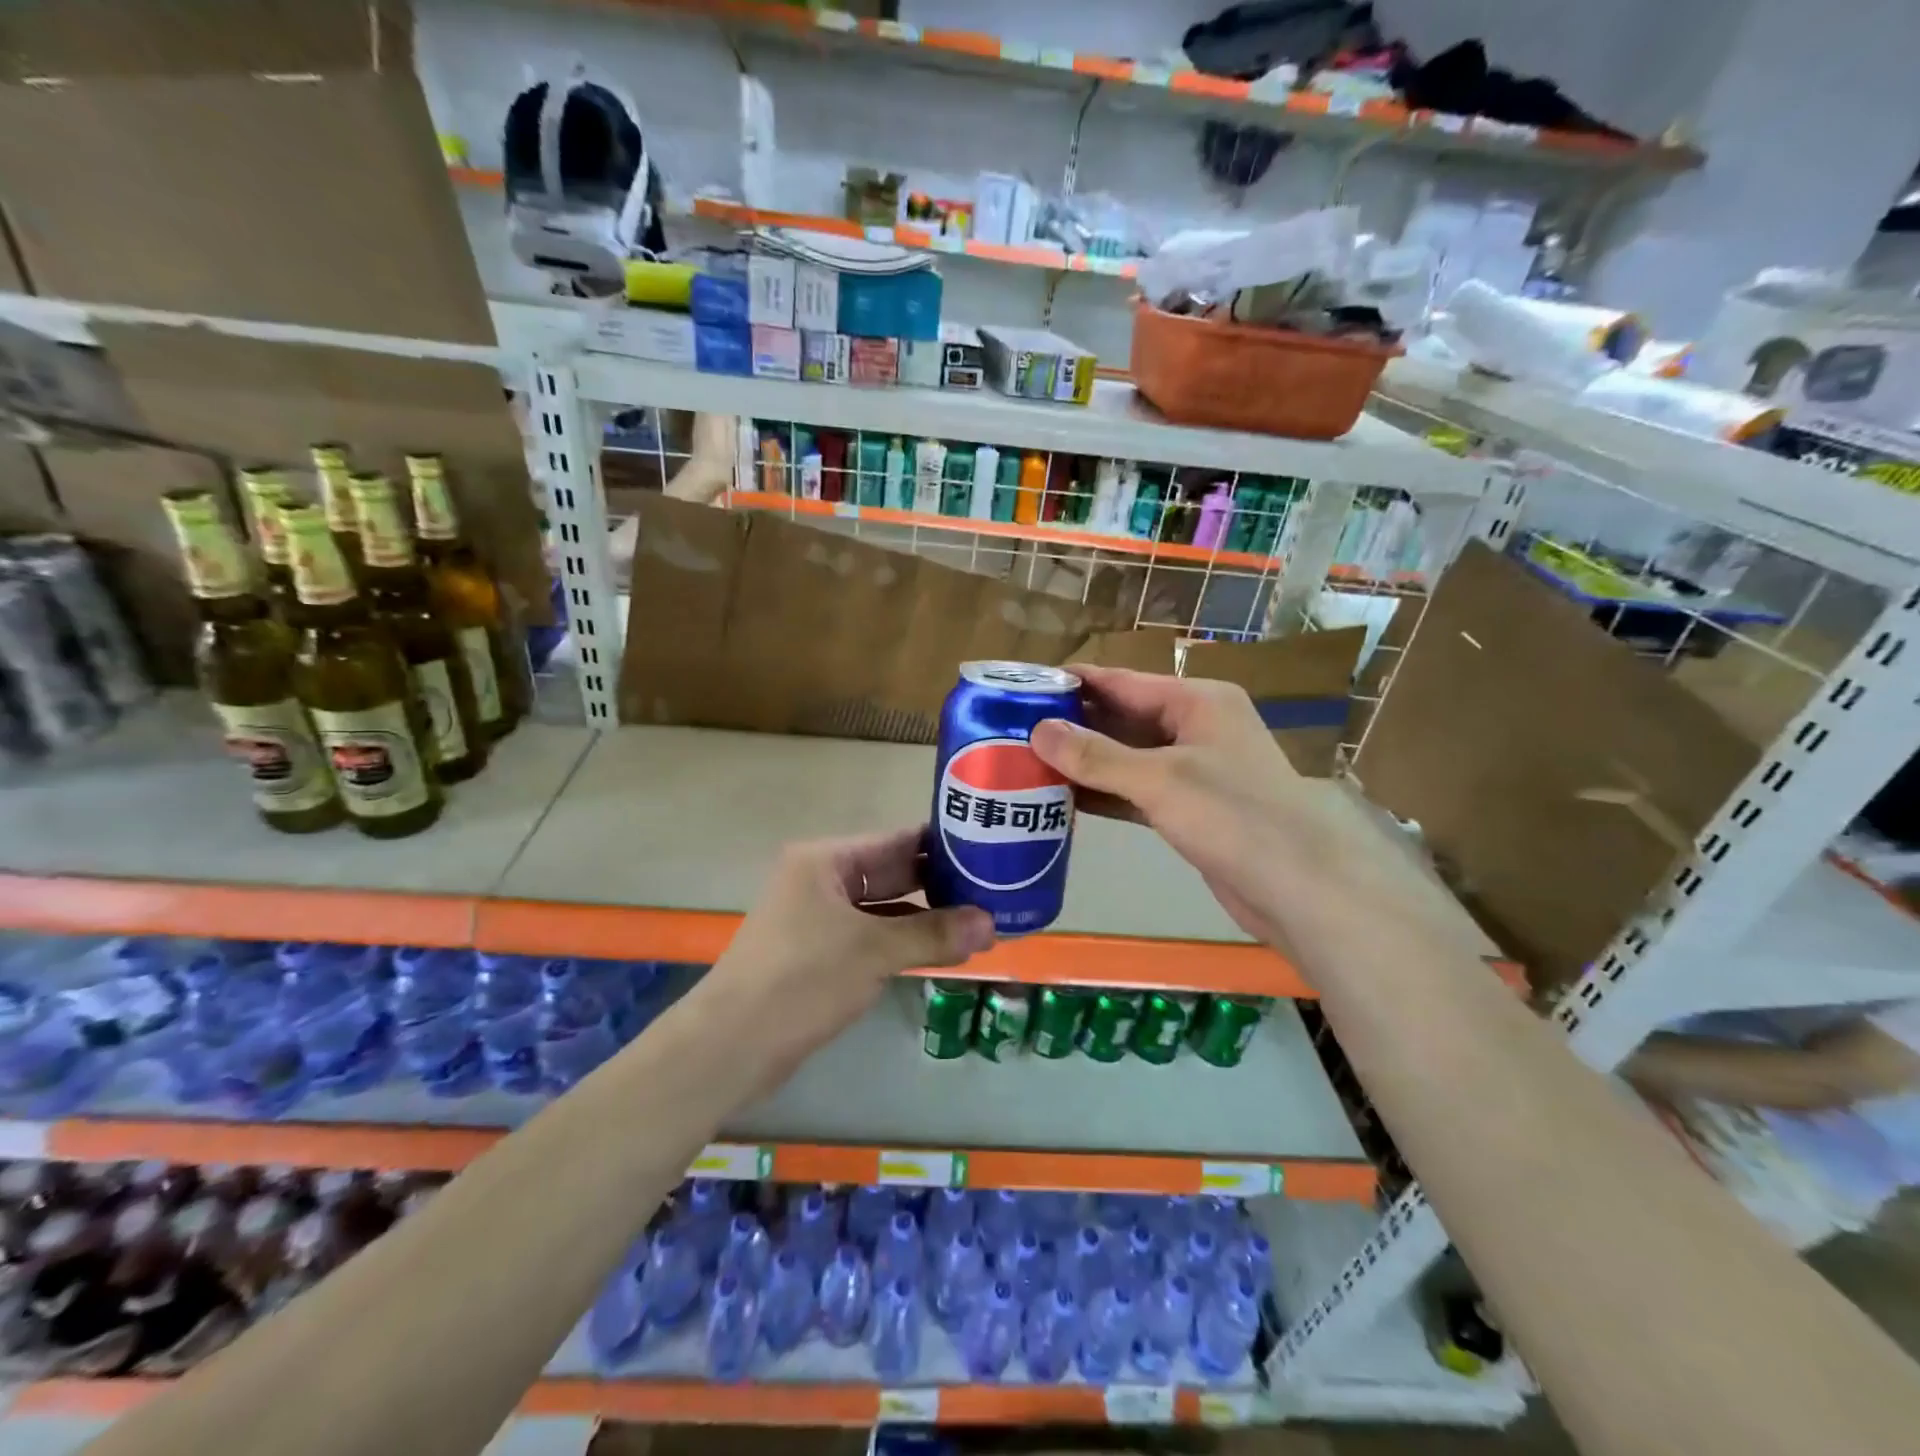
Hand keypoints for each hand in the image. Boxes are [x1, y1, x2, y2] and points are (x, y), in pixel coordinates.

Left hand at [691, 828, 996, 1097]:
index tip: (988, 849)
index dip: (942, 845)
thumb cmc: (802, 980)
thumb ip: (933, 934)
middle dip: (939, 884)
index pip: (896, 841)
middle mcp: (821, 880)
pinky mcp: (818, 953)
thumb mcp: (874, 951)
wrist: (731, 1045)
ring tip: (980, 920)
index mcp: (826, 860)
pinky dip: (903, 941)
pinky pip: (871, 936)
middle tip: (994, 888)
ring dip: (925, 917)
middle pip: (891, 873)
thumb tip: (992, 924)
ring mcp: (818, 918)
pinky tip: (941, 949)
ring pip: (883, 908)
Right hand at [1029, 666, 1324, 946]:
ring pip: (1127, 757)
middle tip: (1014, 729)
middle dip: (1074, 724)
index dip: (1075, 683)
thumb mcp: (1159, 779)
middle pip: (1123, 718)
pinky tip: (1064, 798)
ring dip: (1085, 762)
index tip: (1025, 686)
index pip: (1123, 681)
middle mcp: (1195, 727)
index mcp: (1196, 701)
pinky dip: (1104, 793)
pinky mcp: (1189, 809)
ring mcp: (1194, 770)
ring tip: (1028, 762)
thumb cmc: (1232, 815)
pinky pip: (1136, 791)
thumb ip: (1096, 756)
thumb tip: (1037, 730)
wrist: (1299, 887)